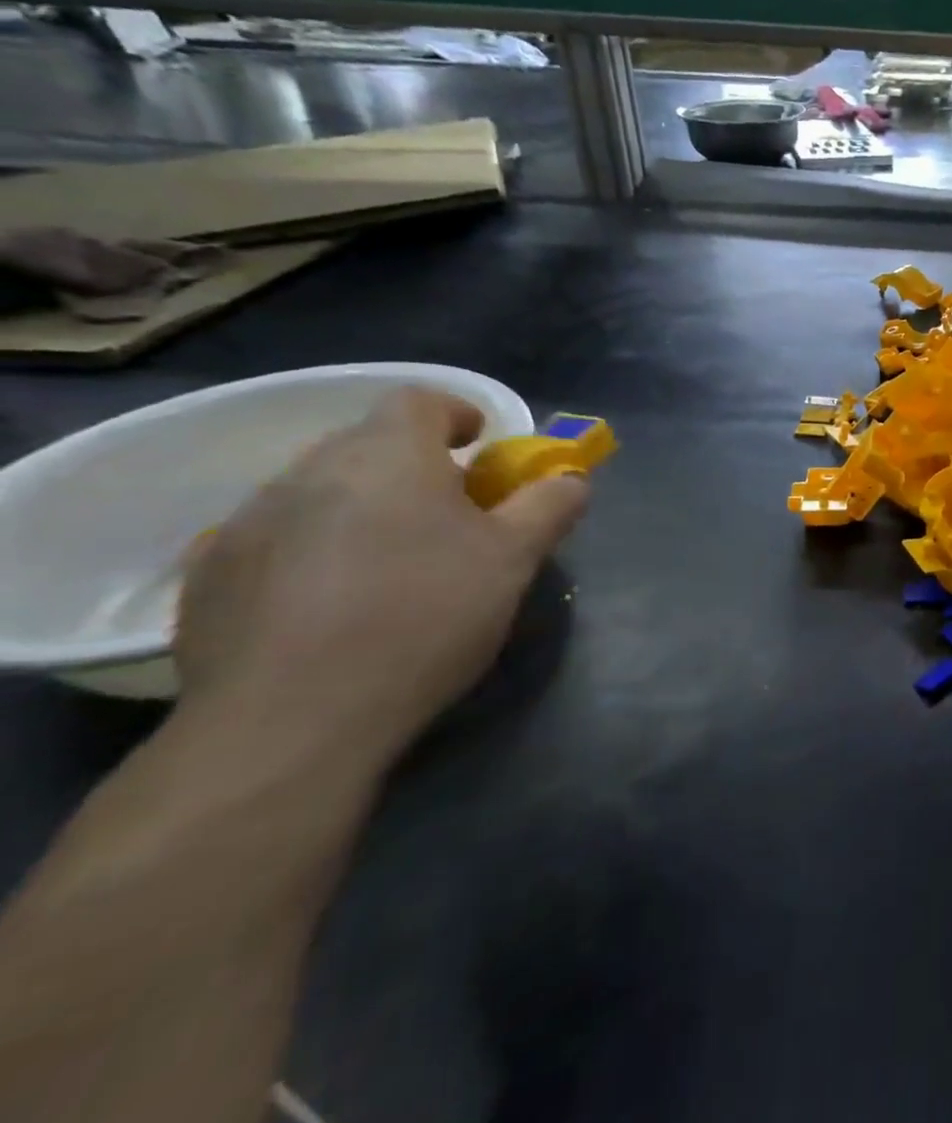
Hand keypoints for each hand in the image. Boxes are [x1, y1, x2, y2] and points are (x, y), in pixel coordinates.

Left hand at [173, 388, 588, 766]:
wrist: (289, 722)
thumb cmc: (424, 617)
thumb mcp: (514, 559)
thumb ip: (549, 506)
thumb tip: (571, 479)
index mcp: (388, 455)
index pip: (420, 400)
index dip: (456, 415)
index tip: (479, 448)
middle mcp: (310, 471)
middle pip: (369, 443)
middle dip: (414, 465)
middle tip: (448, 515)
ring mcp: (248, 522)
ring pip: (321, 490)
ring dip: (361, 506)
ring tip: (390, 563)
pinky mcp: (209, 576)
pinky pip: (275, 538)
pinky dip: (311, 549)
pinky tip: (329, 605)